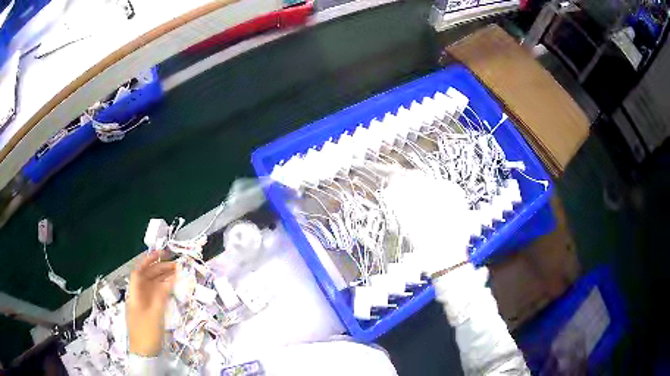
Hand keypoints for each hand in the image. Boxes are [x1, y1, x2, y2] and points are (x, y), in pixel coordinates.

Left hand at [127, 250, 177, 356]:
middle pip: (148, 278)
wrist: (145, 353)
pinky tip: (173, 289)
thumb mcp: (155, 314)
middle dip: (160, 269)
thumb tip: (171, 278)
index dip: (148, 261)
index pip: (139, 272)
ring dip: (164, 279)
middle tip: (177, 266)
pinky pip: (157, 296)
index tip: (161, 254)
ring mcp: (144, 304)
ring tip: (178, 275)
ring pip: (153, 287)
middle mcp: (139, 296)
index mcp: (135, 294)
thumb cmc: (147, 332)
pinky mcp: (150, 312)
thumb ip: (162, 295)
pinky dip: (165, 290)